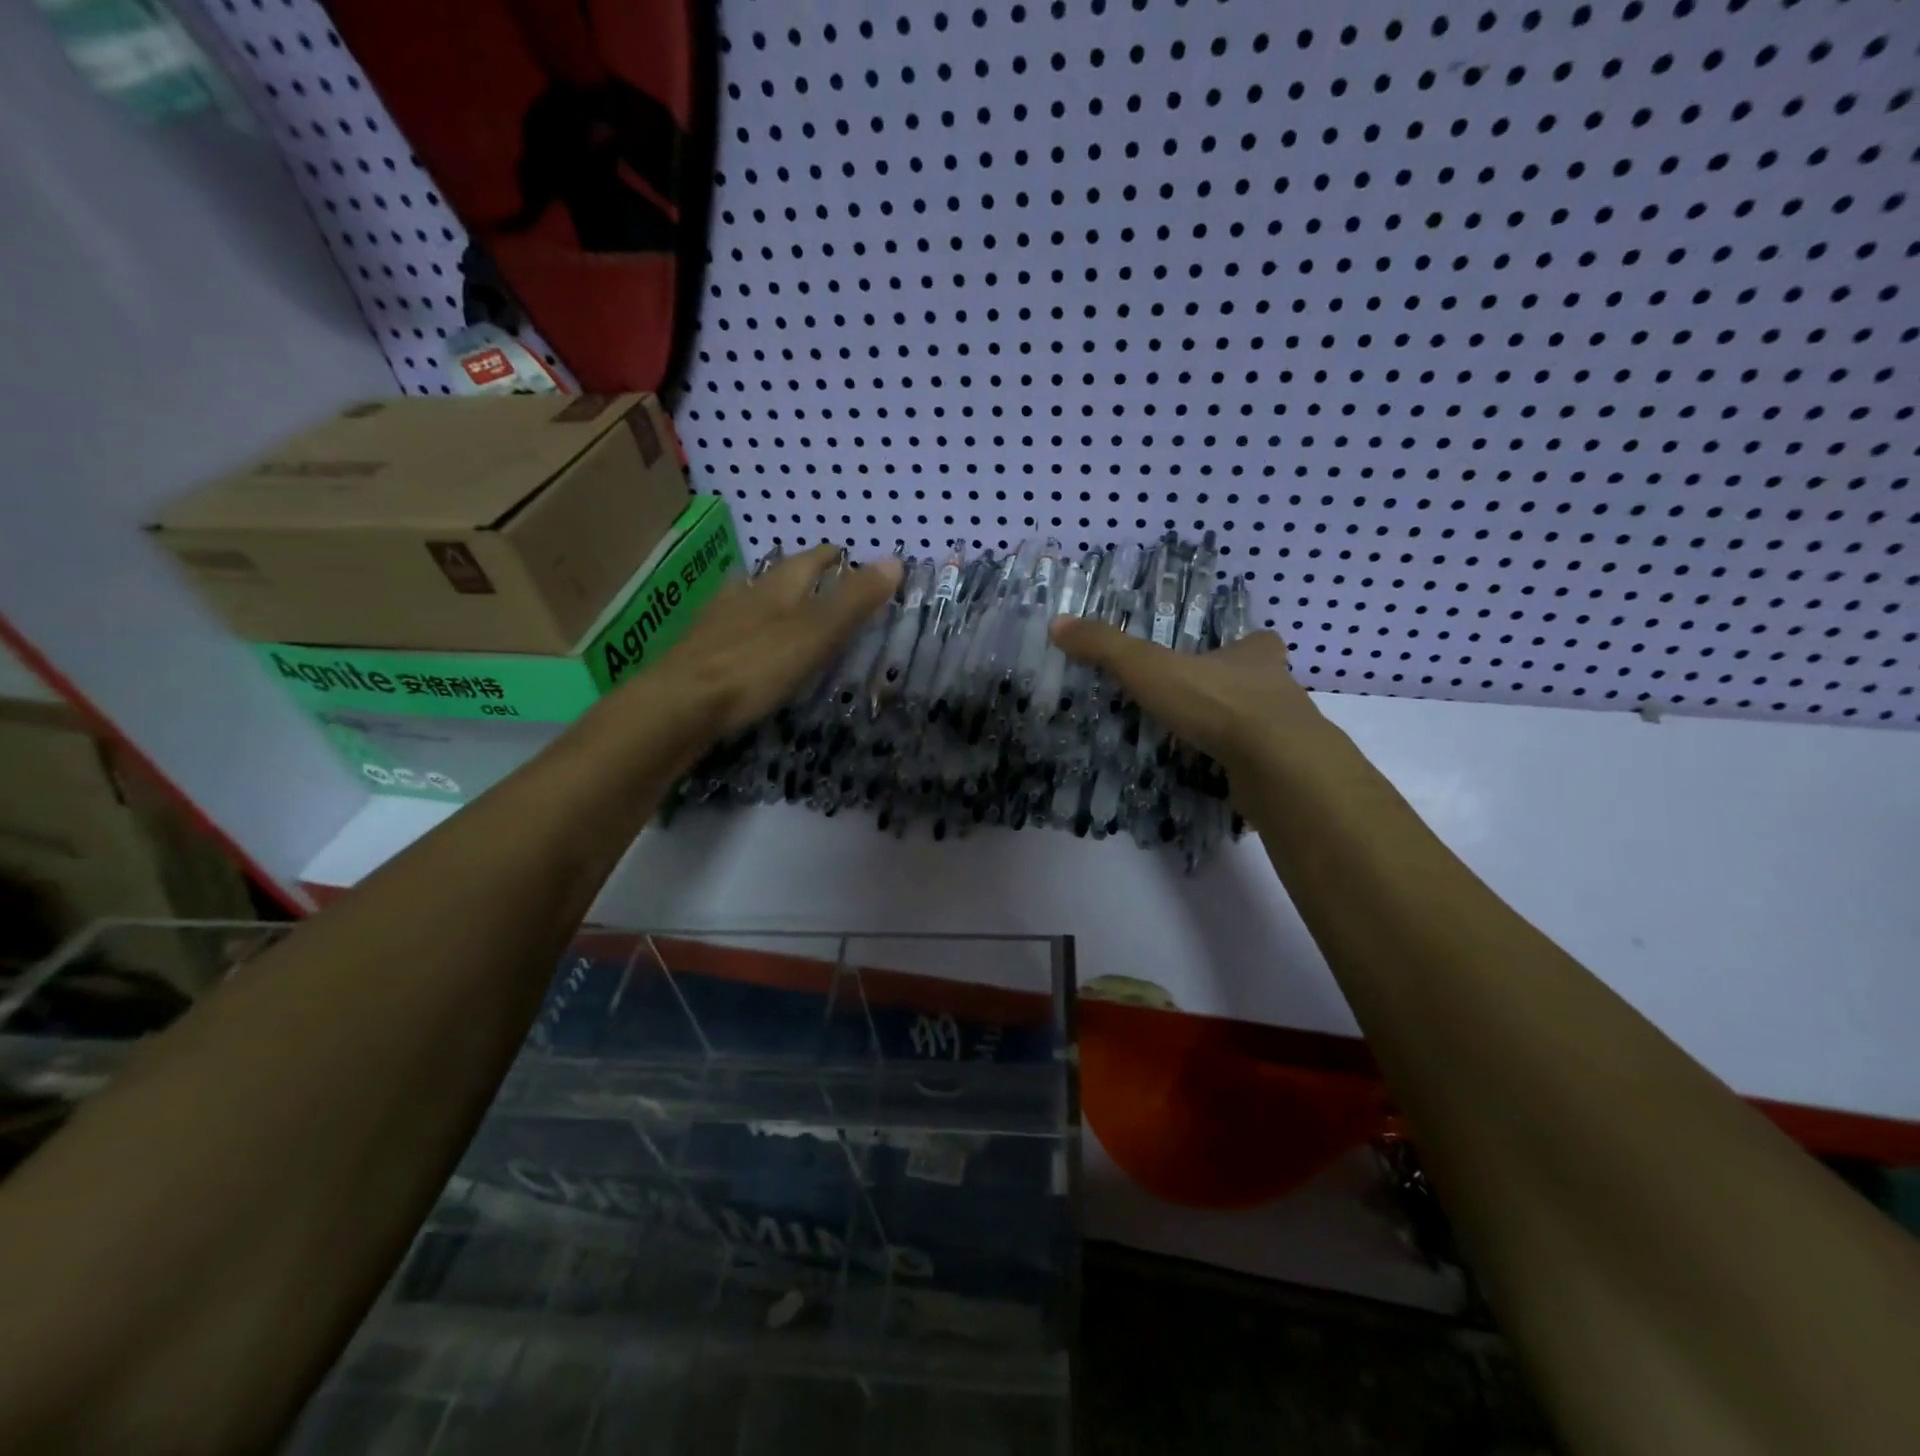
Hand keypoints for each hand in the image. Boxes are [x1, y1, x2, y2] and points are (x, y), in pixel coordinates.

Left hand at [638, 544, 900, 741]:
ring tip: (777, 605)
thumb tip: (894, 560)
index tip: (843, 553)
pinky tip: (740, 644)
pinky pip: (727, 631)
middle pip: (772, 577)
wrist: (680, 704)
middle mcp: (743, 597)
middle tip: (814, 577)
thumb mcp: (816, 633)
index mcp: (775, 589)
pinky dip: (742, 629)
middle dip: (795, 575)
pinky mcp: (698, 655)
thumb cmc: (756, 666)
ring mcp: (715, 625)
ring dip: (764, 598)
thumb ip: (853, 601)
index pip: (807, 562)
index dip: (828, 557)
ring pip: (745, 600)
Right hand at [1050, 616, 1325, 779]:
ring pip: (1263, 727)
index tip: (1222, 655)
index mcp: (1254, 656)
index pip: (1258, 641)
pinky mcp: (1285, 774)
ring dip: (1237, 732)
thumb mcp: (1149, 667)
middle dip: (1235, 691)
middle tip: (1199, 704)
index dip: (1243, 645)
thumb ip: (1106, 647)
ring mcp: (1288, 735)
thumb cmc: (1217, 703)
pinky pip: (1259, 767)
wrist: (1277, 765)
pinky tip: (1214, 779)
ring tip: (1199, 743)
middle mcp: (1280, 690)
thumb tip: (1057, 624)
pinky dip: (1239, 771)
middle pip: (1260, 684)